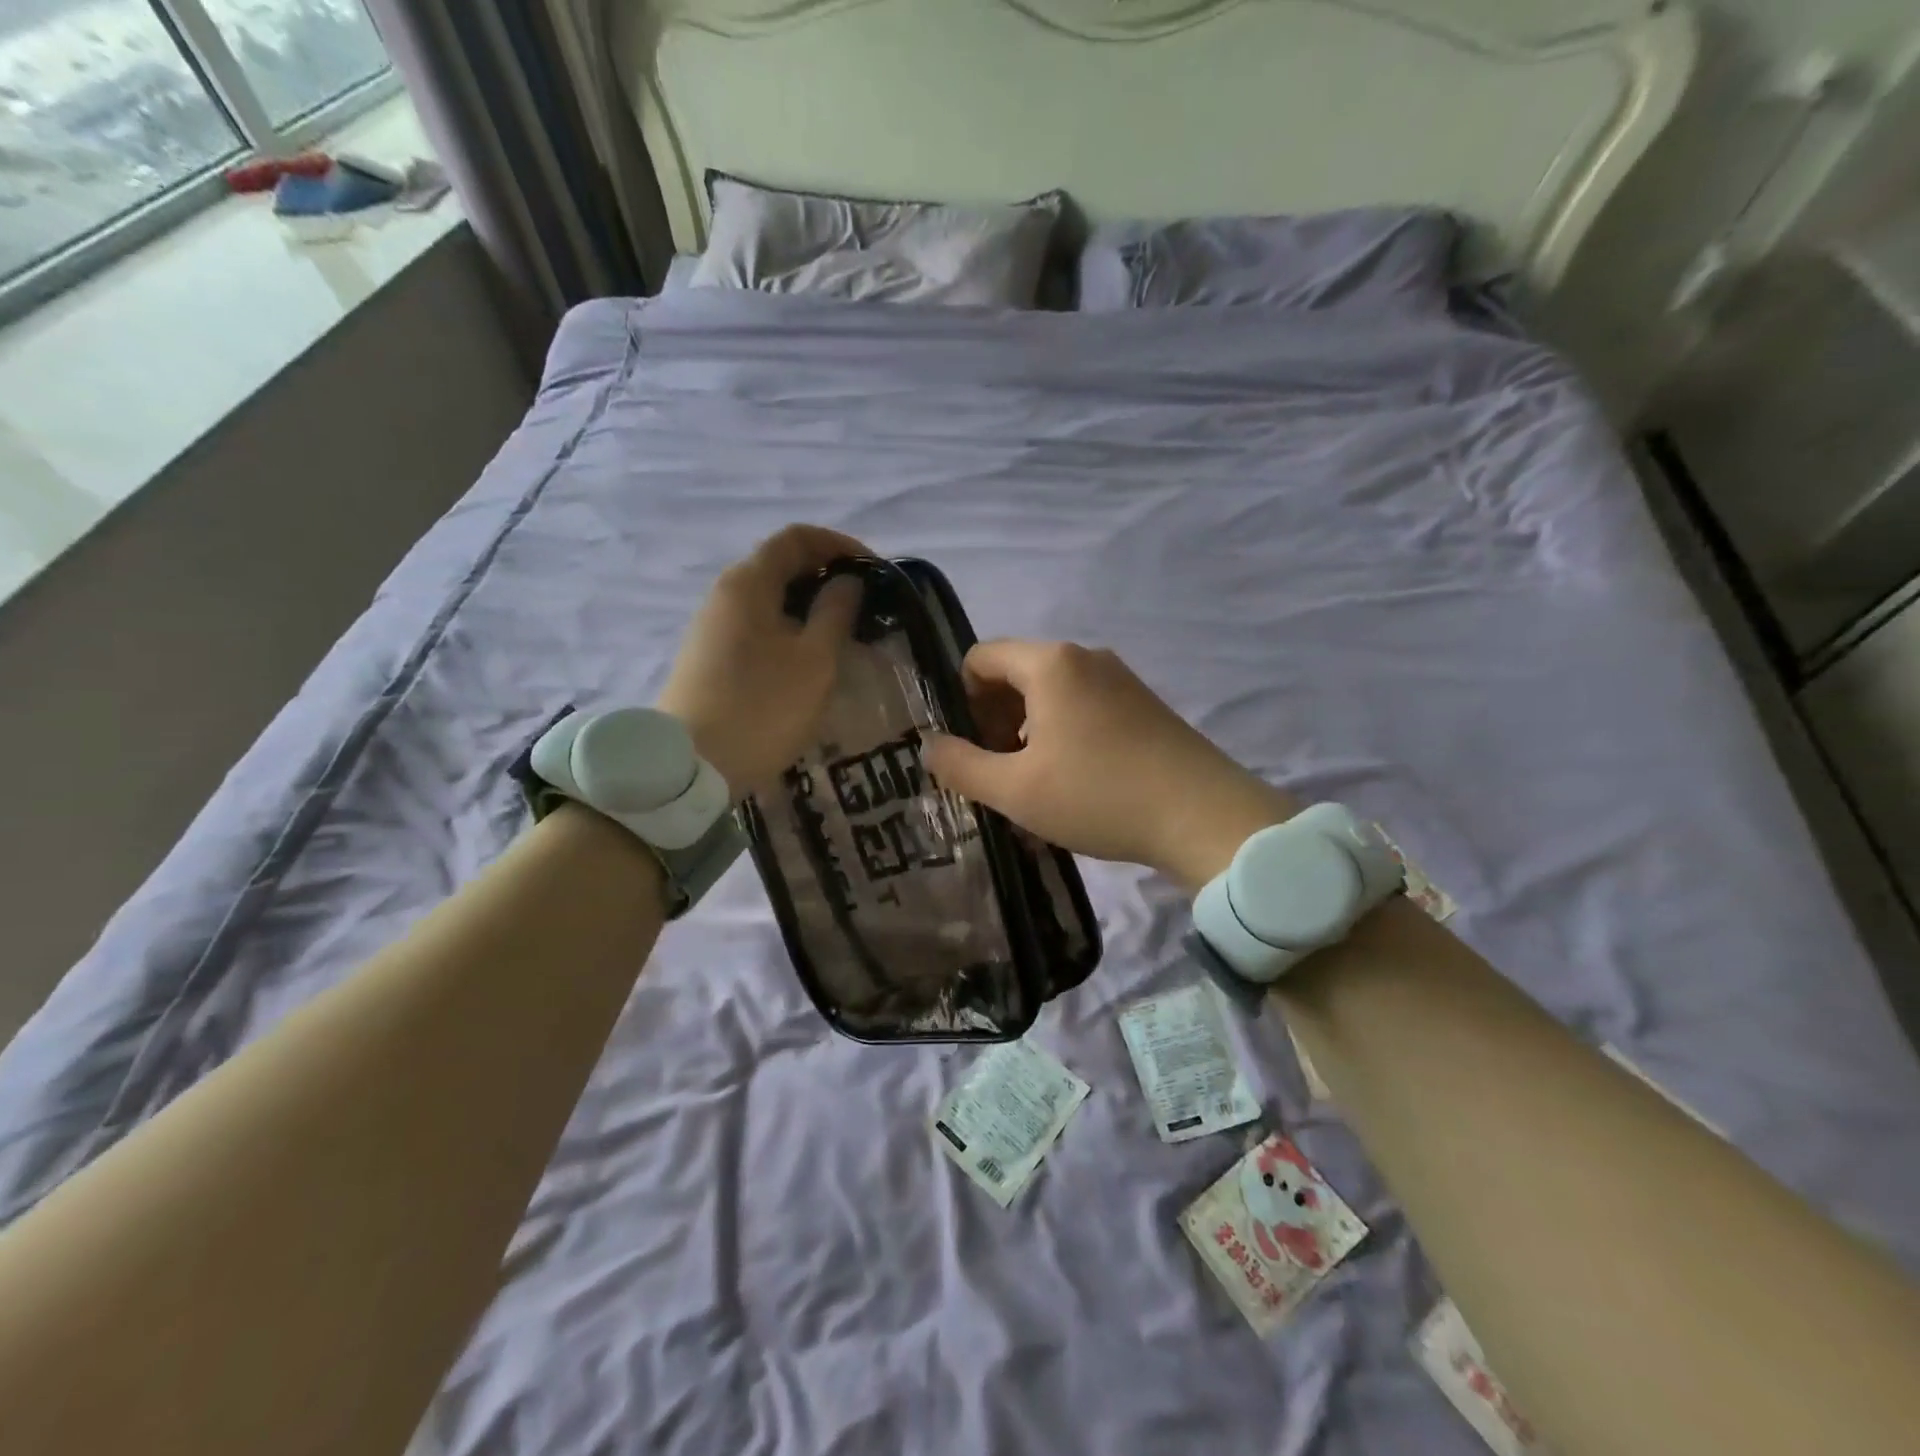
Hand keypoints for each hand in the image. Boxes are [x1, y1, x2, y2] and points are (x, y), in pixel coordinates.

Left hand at [656, 524, 867, 795]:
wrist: (692, 768)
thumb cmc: (763, 707)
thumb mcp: (815, 660)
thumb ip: (836, 612)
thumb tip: (846, 581)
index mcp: (749, 582)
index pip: (797, 538)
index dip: (840, 545)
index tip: (874, 571)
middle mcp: (724, 594)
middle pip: (780, 565)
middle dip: (826, 577)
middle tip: (864, 605)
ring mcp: (712, 626)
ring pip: (769, 599)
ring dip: (809, 606)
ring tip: (843, 635)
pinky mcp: (708, 657)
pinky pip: (757, 626)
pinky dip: (788, 629)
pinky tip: (808, 660)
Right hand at [922, 641, 1298, 892]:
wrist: (1203, 815)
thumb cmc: (1098, 795)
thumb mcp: (1016, 790)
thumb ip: (961, 766)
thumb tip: (927, 746)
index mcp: (1050, 663)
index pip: (981, 657)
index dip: (960, 698)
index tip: (967, 746)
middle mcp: (1085, 657)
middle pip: (1016, 672)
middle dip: (993, 716)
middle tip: (995, 768)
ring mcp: (1120, 678)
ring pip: (1052, 692)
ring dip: (1027, 728)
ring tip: (1032, 780)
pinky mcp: (1144, 703)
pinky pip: (1084, 705)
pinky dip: (1063, 731)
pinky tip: (1073, 779)